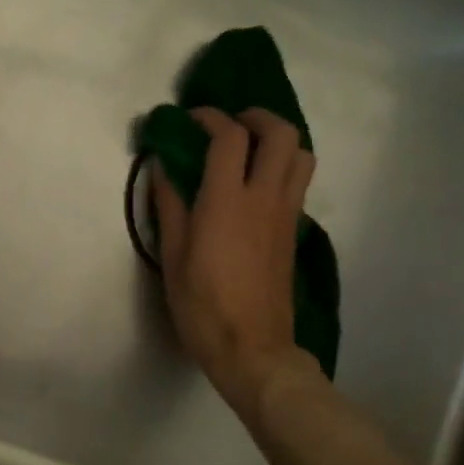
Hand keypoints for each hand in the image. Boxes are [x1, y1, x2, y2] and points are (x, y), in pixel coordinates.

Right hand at [152, 107, 318, 425]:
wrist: (252, 348)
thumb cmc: (203, 305)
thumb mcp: (172, 256)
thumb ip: (169, 206)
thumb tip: (162, 168)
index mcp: (227, 202)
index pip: (229, 137)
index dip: (211, 117)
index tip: (191, 118)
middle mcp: (264, 198)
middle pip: (281, 134)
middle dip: (257, 117)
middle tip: (230, 123)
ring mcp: (286, 214)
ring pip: (301, 155)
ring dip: (278, 139)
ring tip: (249, 148)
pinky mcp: (294, 231)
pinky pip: (298, 182)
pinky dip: (282, 166)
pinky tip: (255, 184)